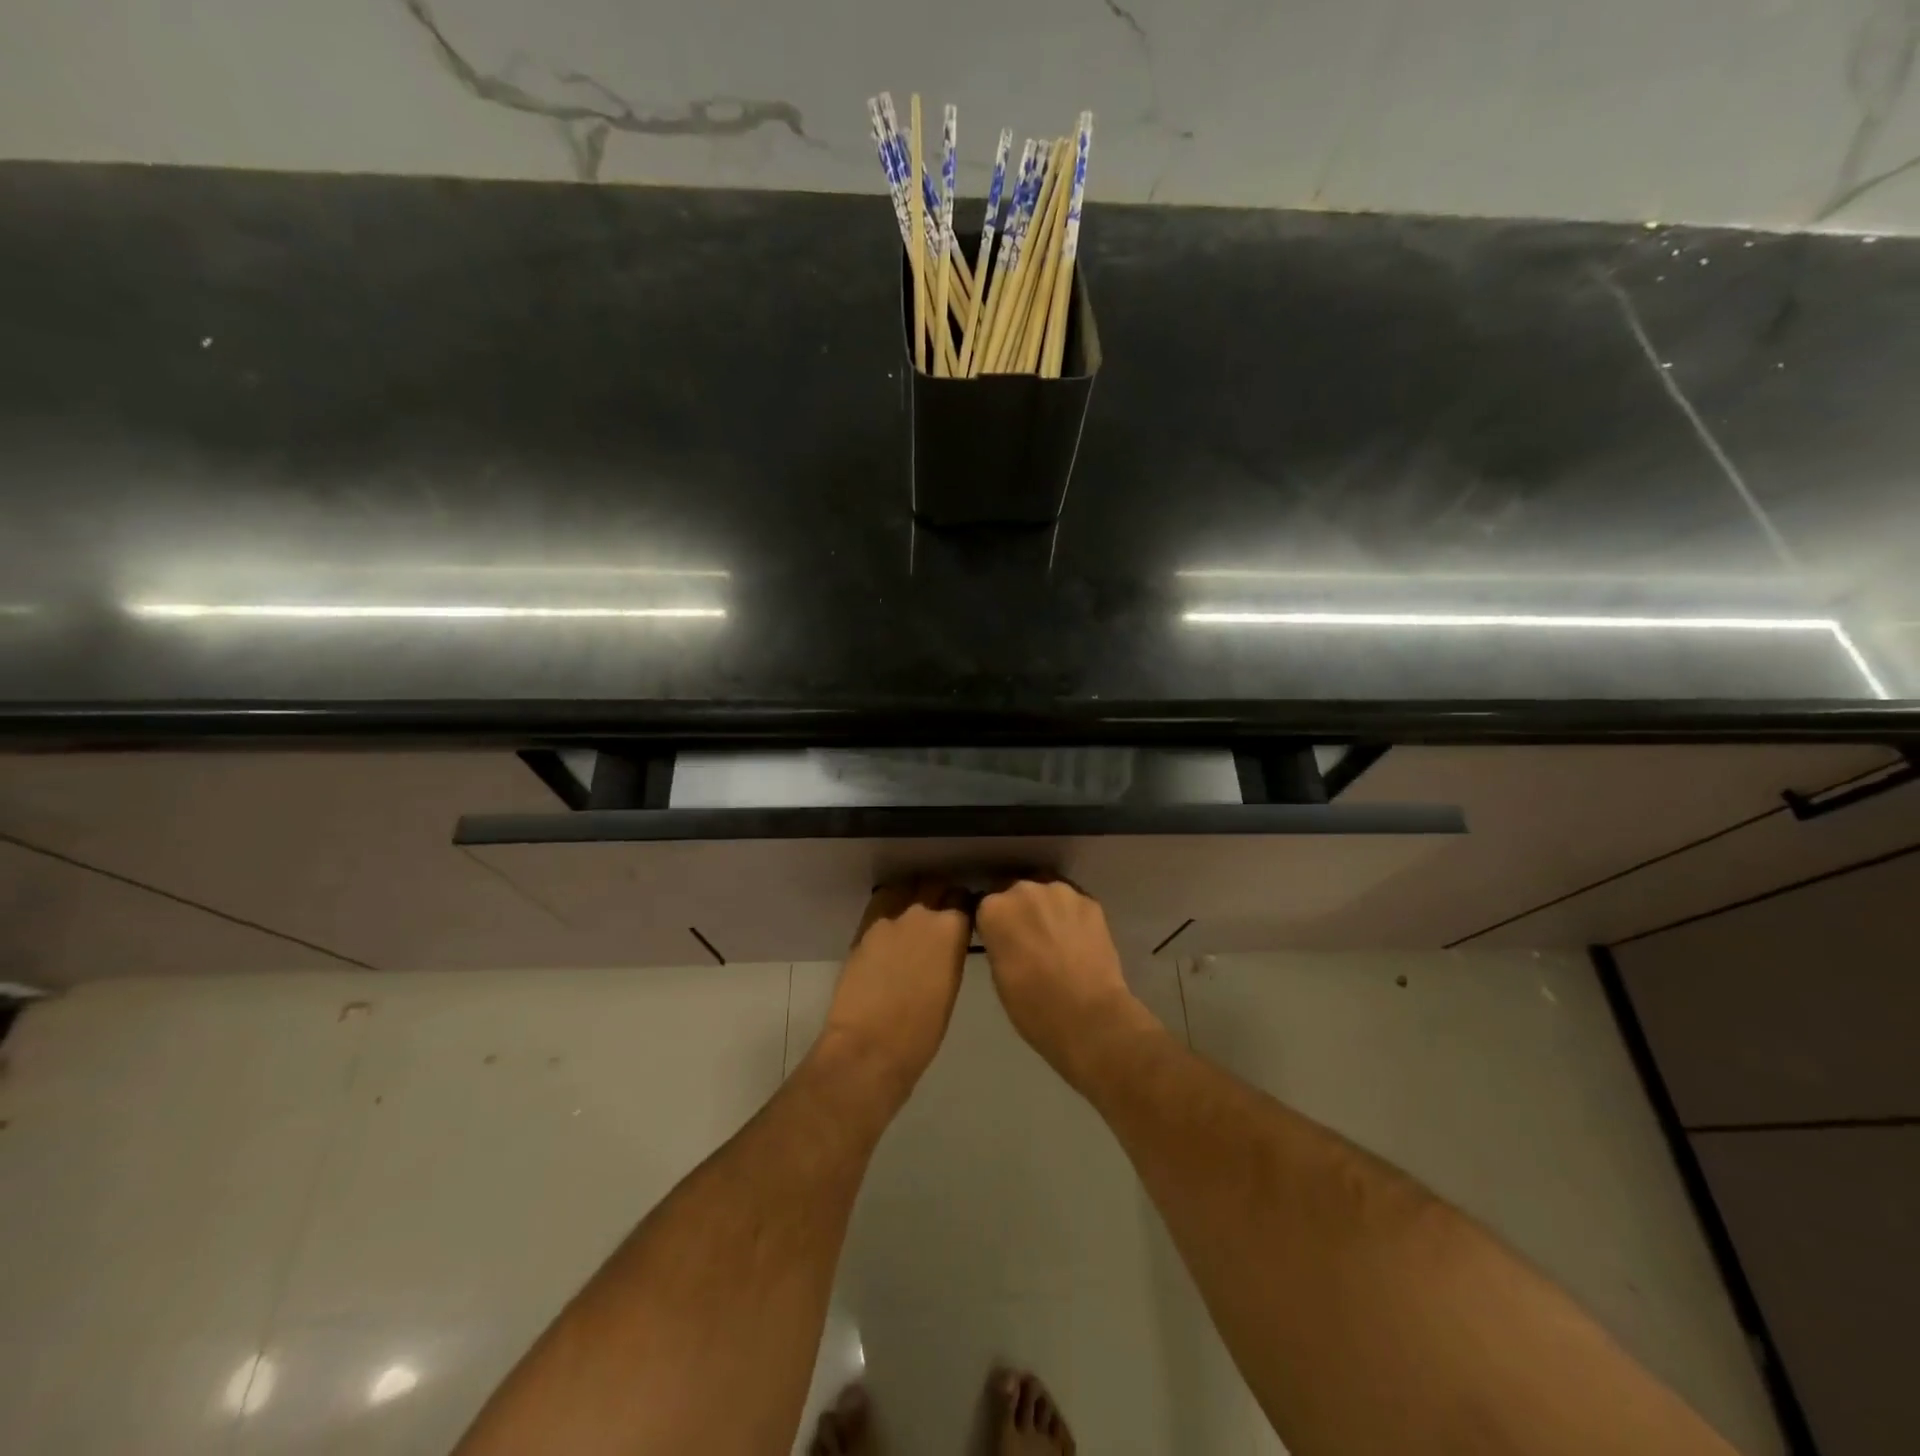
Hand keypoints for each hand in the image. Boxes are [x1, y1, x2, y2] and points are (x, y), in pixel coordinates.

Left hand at [816, 880, 969, 1108]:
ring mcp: (889, 918)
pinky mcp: (863, 928)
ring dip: (912, 896)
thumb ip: (950, 953)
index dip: (963, 905)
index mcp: (951, 928)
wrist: (870, 1046)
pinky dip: (889, 909)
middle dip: (939, 894)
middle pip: (934, 886)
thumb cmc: (922, 1031)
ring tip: (912, 914)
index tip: (963, 914)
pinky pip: (881, 905)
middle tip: (939, 911)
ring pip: (905, 890)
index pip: (963, 898)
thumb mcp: (951, 986)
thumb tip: (946, 943)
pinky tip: (889, 926)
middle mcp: (921, 913)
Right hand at [976, 879, 1160, 1086]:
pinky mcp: (1090, 901)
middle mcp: (1024, 889)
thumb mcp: (998, 975)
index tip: (1002, 941)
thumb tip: (1007, 937)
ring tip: (1058, 940)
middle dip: (1021, 912)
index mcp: (994, 909)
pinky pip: (1073, 904)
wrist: (1089, 1017)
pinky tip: (1079, 942)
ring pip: (1047, 894)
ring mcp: (1060, 891)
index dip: (995, 925)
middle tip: (1030, 941)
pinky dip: (1073, 917)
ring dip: (1048, 910)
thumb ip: (998, 943)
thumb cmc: (1033, 1007)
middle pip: (1017, 894)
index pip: (986, 906)